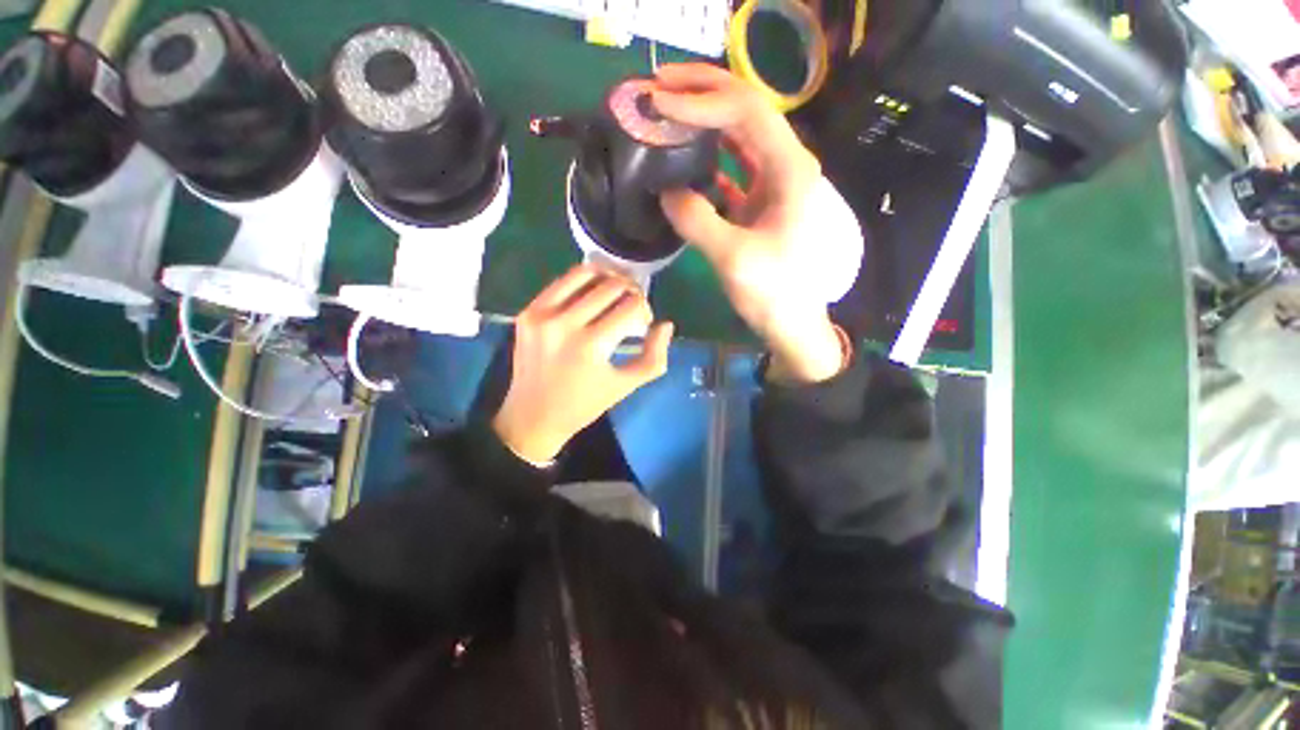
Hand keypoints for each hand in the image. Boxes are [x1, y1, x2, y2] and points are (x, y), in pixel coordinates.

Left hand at [493, 265, 673, 464]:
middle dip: (632, 292)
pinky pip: (562, 282)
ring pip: (586, 273)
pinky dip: (583, 282)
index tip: (643, 323)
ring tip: (614, 292)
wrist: (533, 416)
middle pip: (612, 286)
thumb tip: (666, 325)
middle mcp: (564, 324)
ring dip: (608, 279)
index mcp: (591, 346)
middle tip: (632, 307)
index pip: (632, 307)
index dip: (646, 310)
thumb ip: (654, 357)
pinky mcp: (528, 311)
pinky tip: (591, 295)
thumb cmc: (584, 405)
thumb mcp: (626, 386)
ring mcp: (542, 314)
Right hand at [653, 63, 843, 382]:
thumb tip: (666, 191)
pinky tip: (684, 162)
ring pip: (738, 139)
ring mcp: (774, 186)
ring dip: (703, 124)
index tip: (659, 102)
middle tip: (658, 87)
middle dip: (702, 94)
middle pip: (745, 112)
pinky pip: (733, 171)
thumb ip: (696, 219)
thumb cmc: (774, 294)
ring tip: (666, 115)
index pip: (746, 111)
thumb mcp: (733, 258)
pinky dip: (708, 162)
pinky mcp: (762, 205)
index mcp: (790, 170)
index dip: (701, 100)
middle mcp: (786, 167)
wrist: (793, 324)